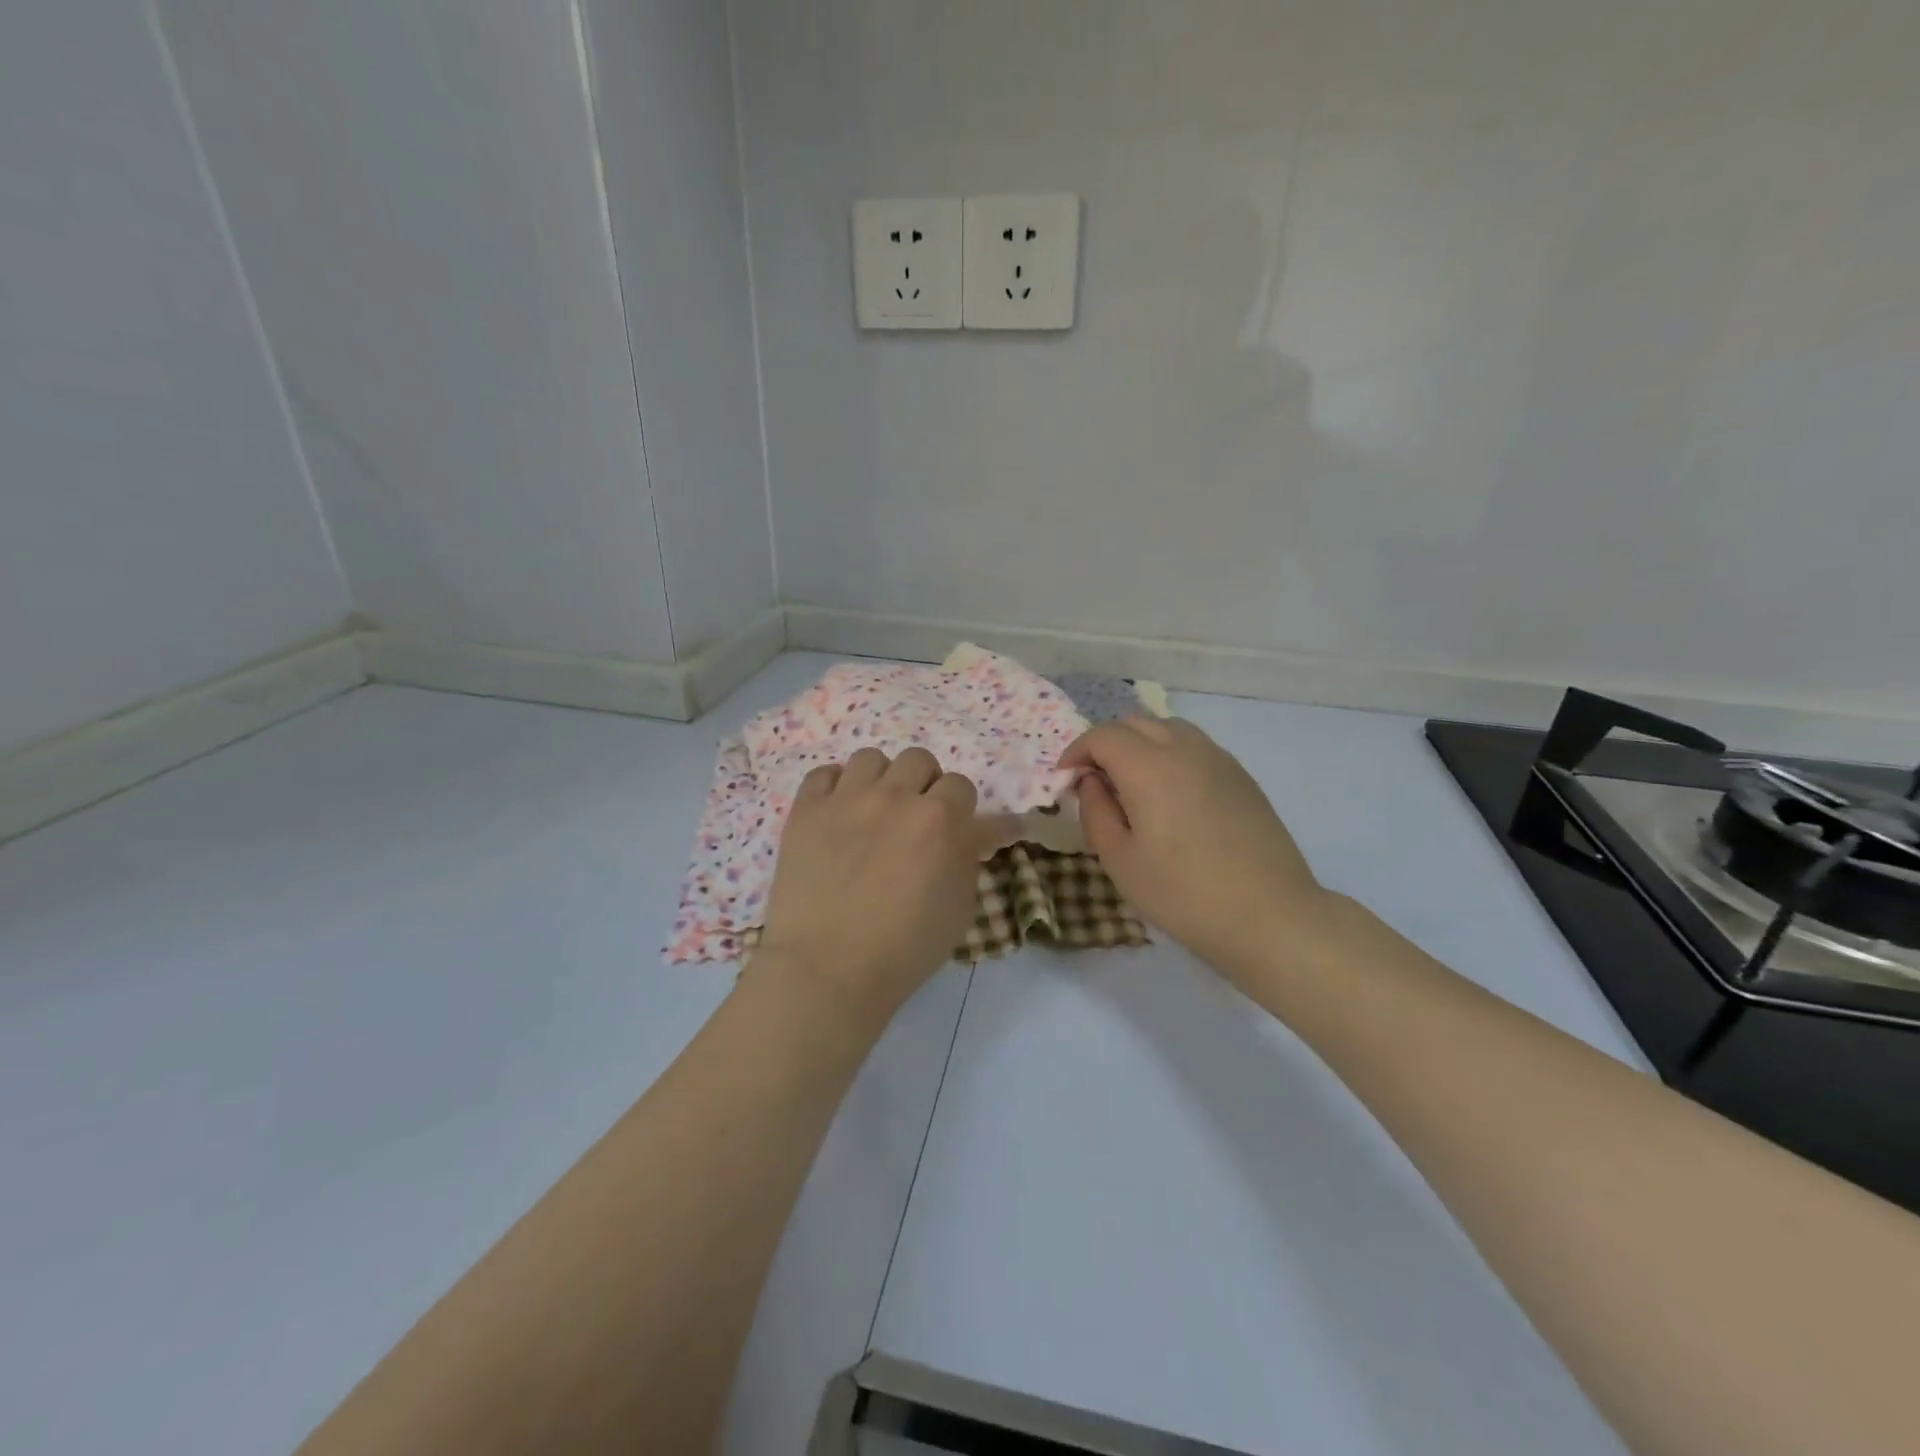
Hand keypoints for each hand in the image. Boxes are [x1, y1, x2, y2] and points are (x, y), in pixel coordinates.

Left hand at [754, 748, 997, 1016]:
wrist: (828, 969)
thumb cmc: (905, 949)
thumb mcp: (960, 908)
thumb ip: (969, 857)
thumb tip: (976, 831)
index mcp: (941, 819)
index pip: (962, 785)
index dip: (960, 808)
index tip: (955, 830)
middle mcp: (896, 796)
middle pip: (919, 760)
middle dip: (923, 785)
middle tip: (914, 818)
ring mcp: (847, 798)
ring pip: (871, 758)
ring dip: (880, 780)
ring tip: (873, 810)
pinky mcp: (806, 810)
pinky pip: (824, 773)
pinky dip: (834, 787)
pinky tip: (837, 812)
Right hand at [1061, 718, 1332, 981]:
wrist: (1269, 915)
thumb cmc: (1183, 894)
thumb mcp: (1119, 860)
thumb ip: (1095, 811)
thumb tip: (1091, 781)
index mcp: (1149, 767)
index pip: (1102, 736)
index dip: (1076, 752)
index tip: (1065, 779)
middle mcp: (1185, 749)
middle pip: (1135, 723)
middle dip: (1106, 744)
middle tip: (1095, 781)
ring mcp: (1219, 759)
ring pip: (1168, 728)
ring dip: (1140, 744)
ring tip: (1132, 783)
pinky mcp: (1241, 776)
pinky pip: (1195, 747)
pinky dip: (1170, 754)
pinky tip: (1171, 795)